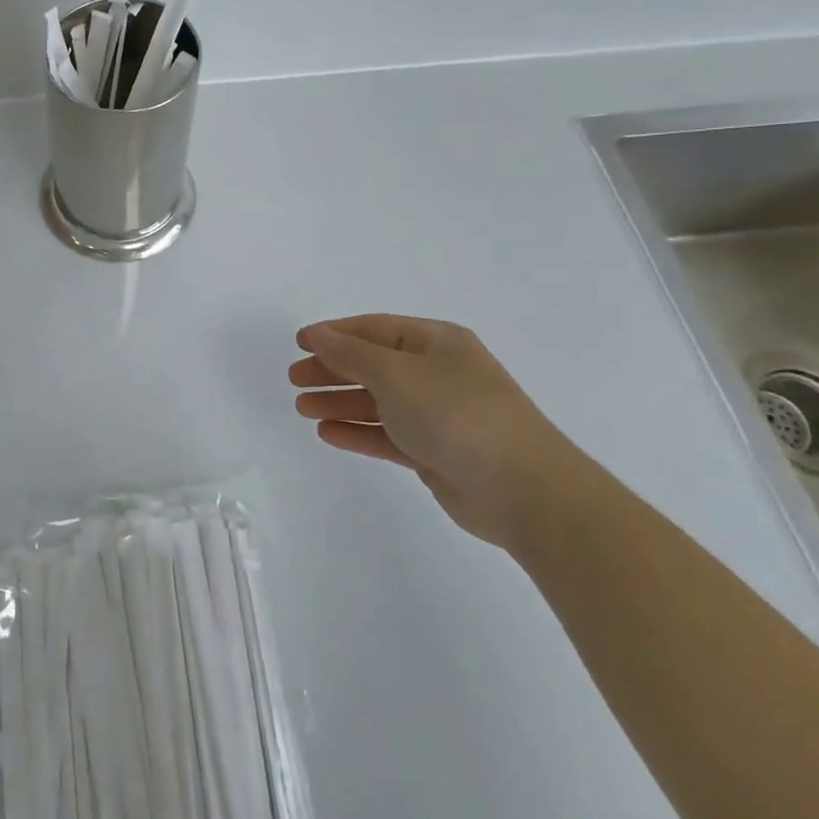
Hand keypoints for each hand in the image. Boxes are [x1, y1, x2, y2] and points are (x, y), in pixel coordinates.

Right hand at [289, 314, 591, 548]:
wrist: (522, 489)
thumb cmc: (456, 414)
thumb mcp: (396, 373)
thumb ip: (350, 354)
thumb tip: (318, 335)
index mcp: (437, 343)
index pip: (375, 329)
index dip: (335, 333)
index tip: (299, 343)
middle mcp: (438, 373)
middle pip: (374, 365)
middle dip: (333, 370)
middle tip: (295, 379)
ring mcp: (438, 414)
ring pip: (378, 402)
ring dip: (340, 403)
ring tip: (302, 408)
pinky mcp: (435, 451)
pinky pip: (387, 435)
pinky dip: (358, 432)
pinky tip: (328, 434)